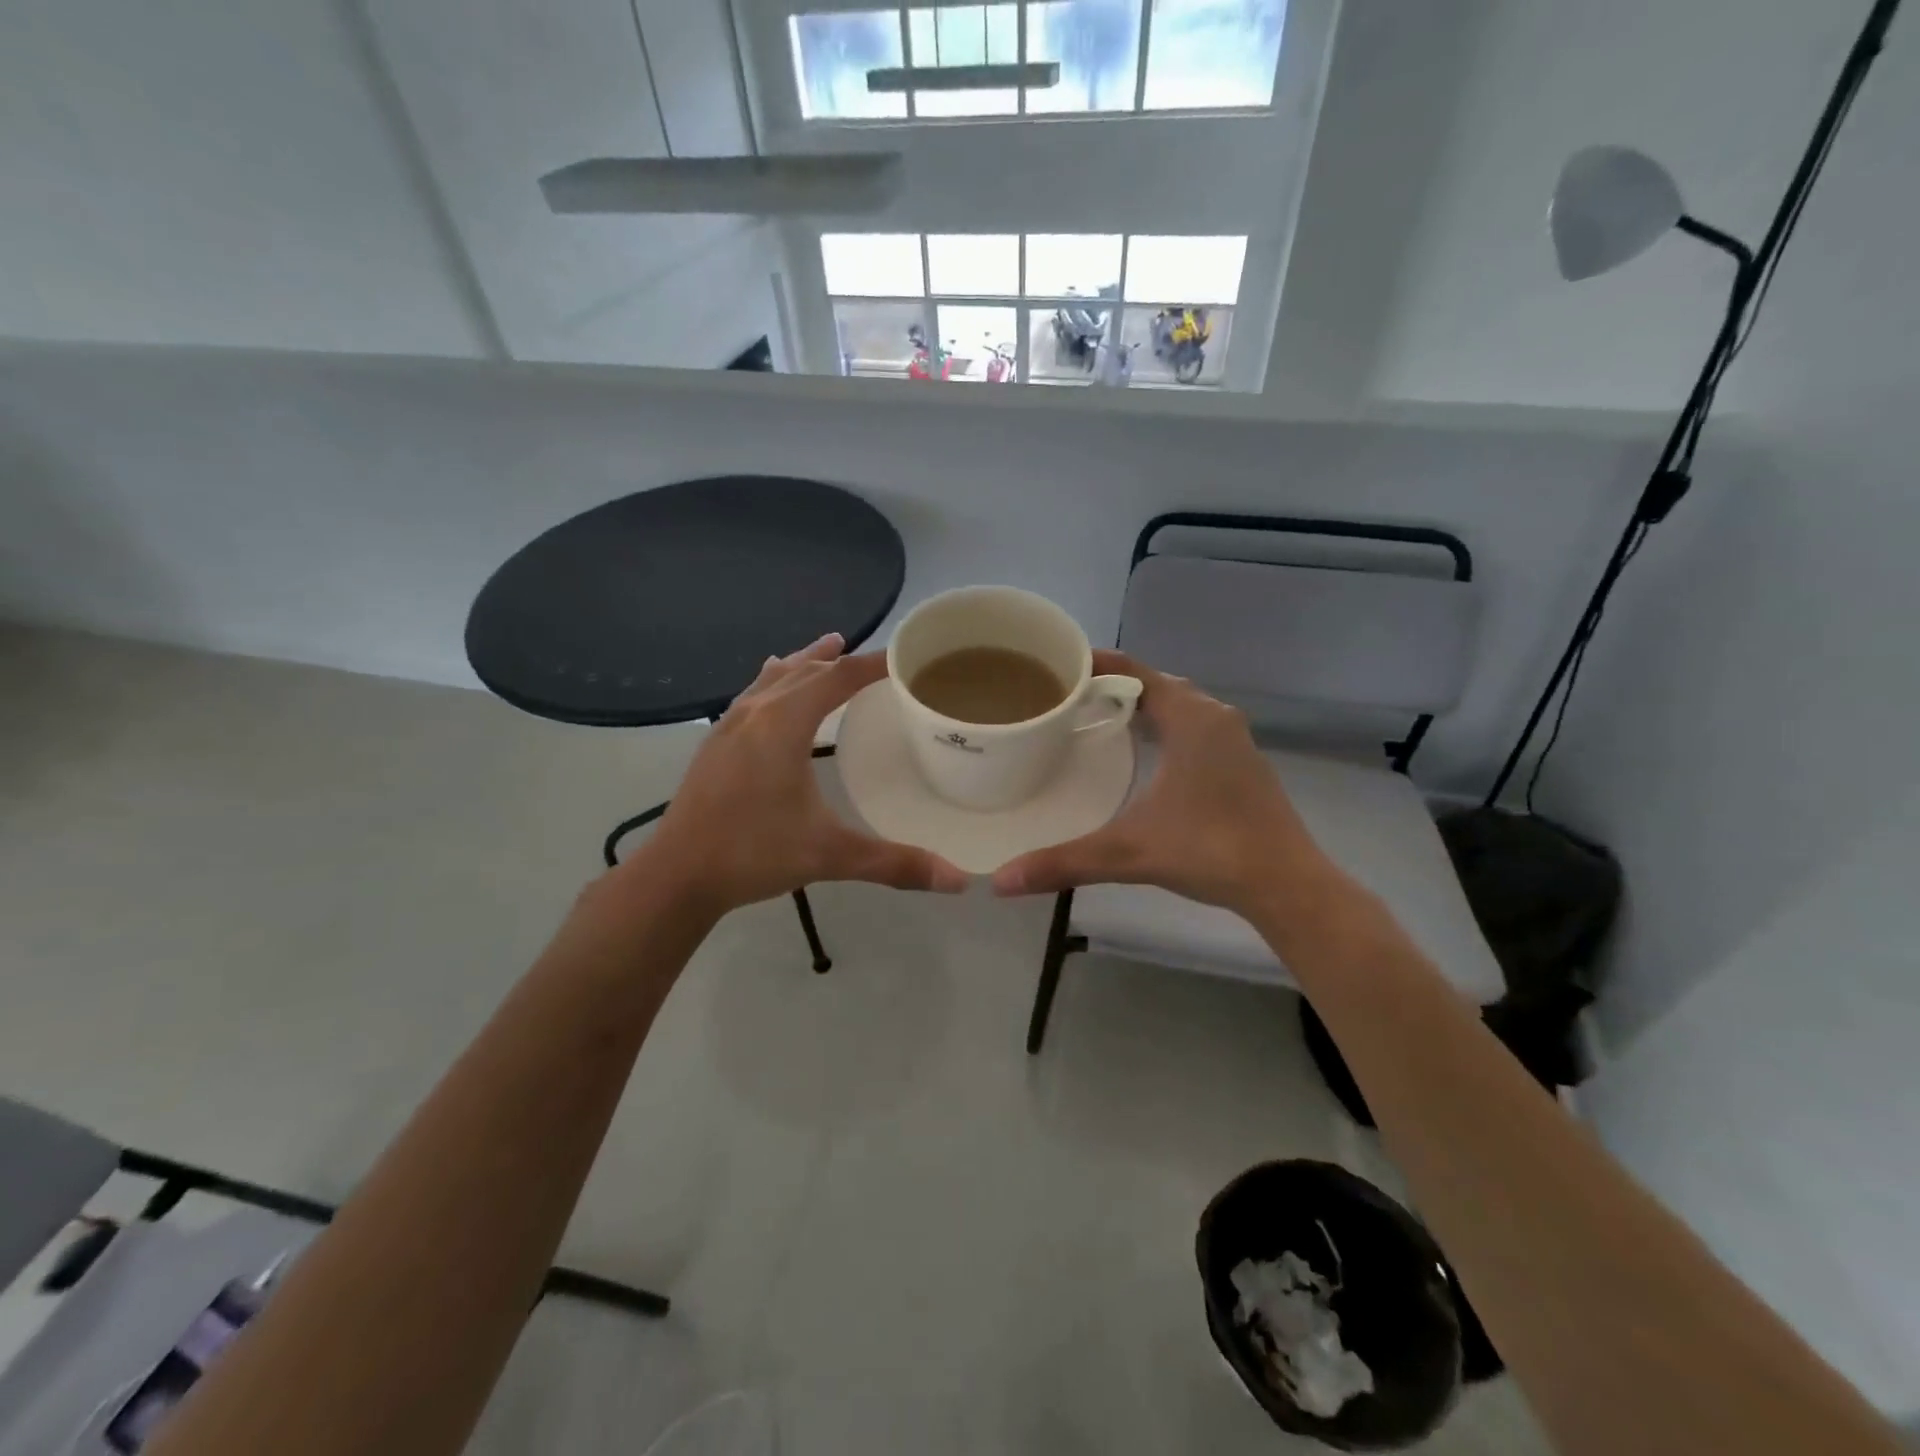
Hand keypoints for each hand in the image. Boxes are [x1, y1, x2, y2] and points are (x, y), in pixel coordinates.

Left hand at [621, 634, 967, 916]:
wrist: (676, 874)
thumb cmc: (753, 854)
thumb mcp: (829, 855)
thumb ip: (895, 864)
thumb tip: (960, 882)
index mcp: (783, 724)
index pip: (838, 678)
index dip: (873, 664)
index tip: (906, 657)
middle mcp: (755, 711)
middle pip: (805, 669)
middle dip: (842, 659)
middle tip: (877, 657)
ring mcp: (729, 723)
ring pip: (774, 676)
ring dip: (806, 662)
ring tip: (829, 646)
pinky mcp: (715, 741)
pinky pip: (754, 693)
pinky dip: (777, 680)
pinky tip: (772, 687)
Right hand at [989, 651, 1324, 917]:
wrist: (1286, 884)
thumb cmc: (1209, 851)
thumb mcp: (1128, 853)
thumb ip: (1064, 862)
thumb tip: (1002, 882)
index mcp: (1191, 719)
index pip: (1136, 670)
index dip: (1098, 662)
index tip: (1059, 665)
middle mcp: (1215, 718)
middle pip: (1158, 684)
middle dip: (1115, 686)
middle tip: (1069, 698)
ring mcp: (1235, 741)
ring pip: (1181, 707)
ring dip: (1144, 707)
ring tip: (1097, 721)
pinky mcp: (1244, 764)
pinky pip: (1196, 728)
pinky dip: (1166, 728)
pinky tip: (1145, 755)